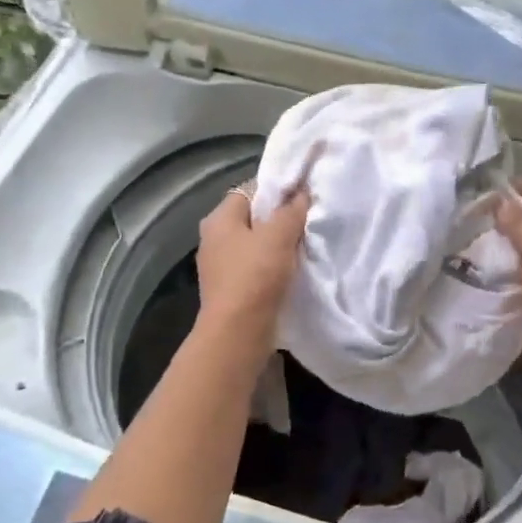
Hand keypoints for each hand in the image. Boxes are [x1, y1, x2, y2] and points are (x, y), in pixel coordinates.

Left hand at [196, 181, 309, 351]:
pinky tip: (293, 269)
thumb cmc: (255, 277)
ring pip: (256, 243)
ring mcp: (221, 265)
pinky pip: (256, 266)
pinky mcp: (231, 288)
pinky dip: (273, 265)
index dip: (276, 188)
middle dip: (279, 217)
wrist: (237, 334)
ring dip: (278, 244)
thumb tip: (301, 192)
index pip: (249, 190)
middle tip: (307, 218)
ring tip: (305, 243)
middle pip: (252, 217)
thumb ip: (291, 210)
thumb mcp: (278, 236)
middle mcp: (214, 239)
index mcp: (219, 219)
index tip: (303, 194)